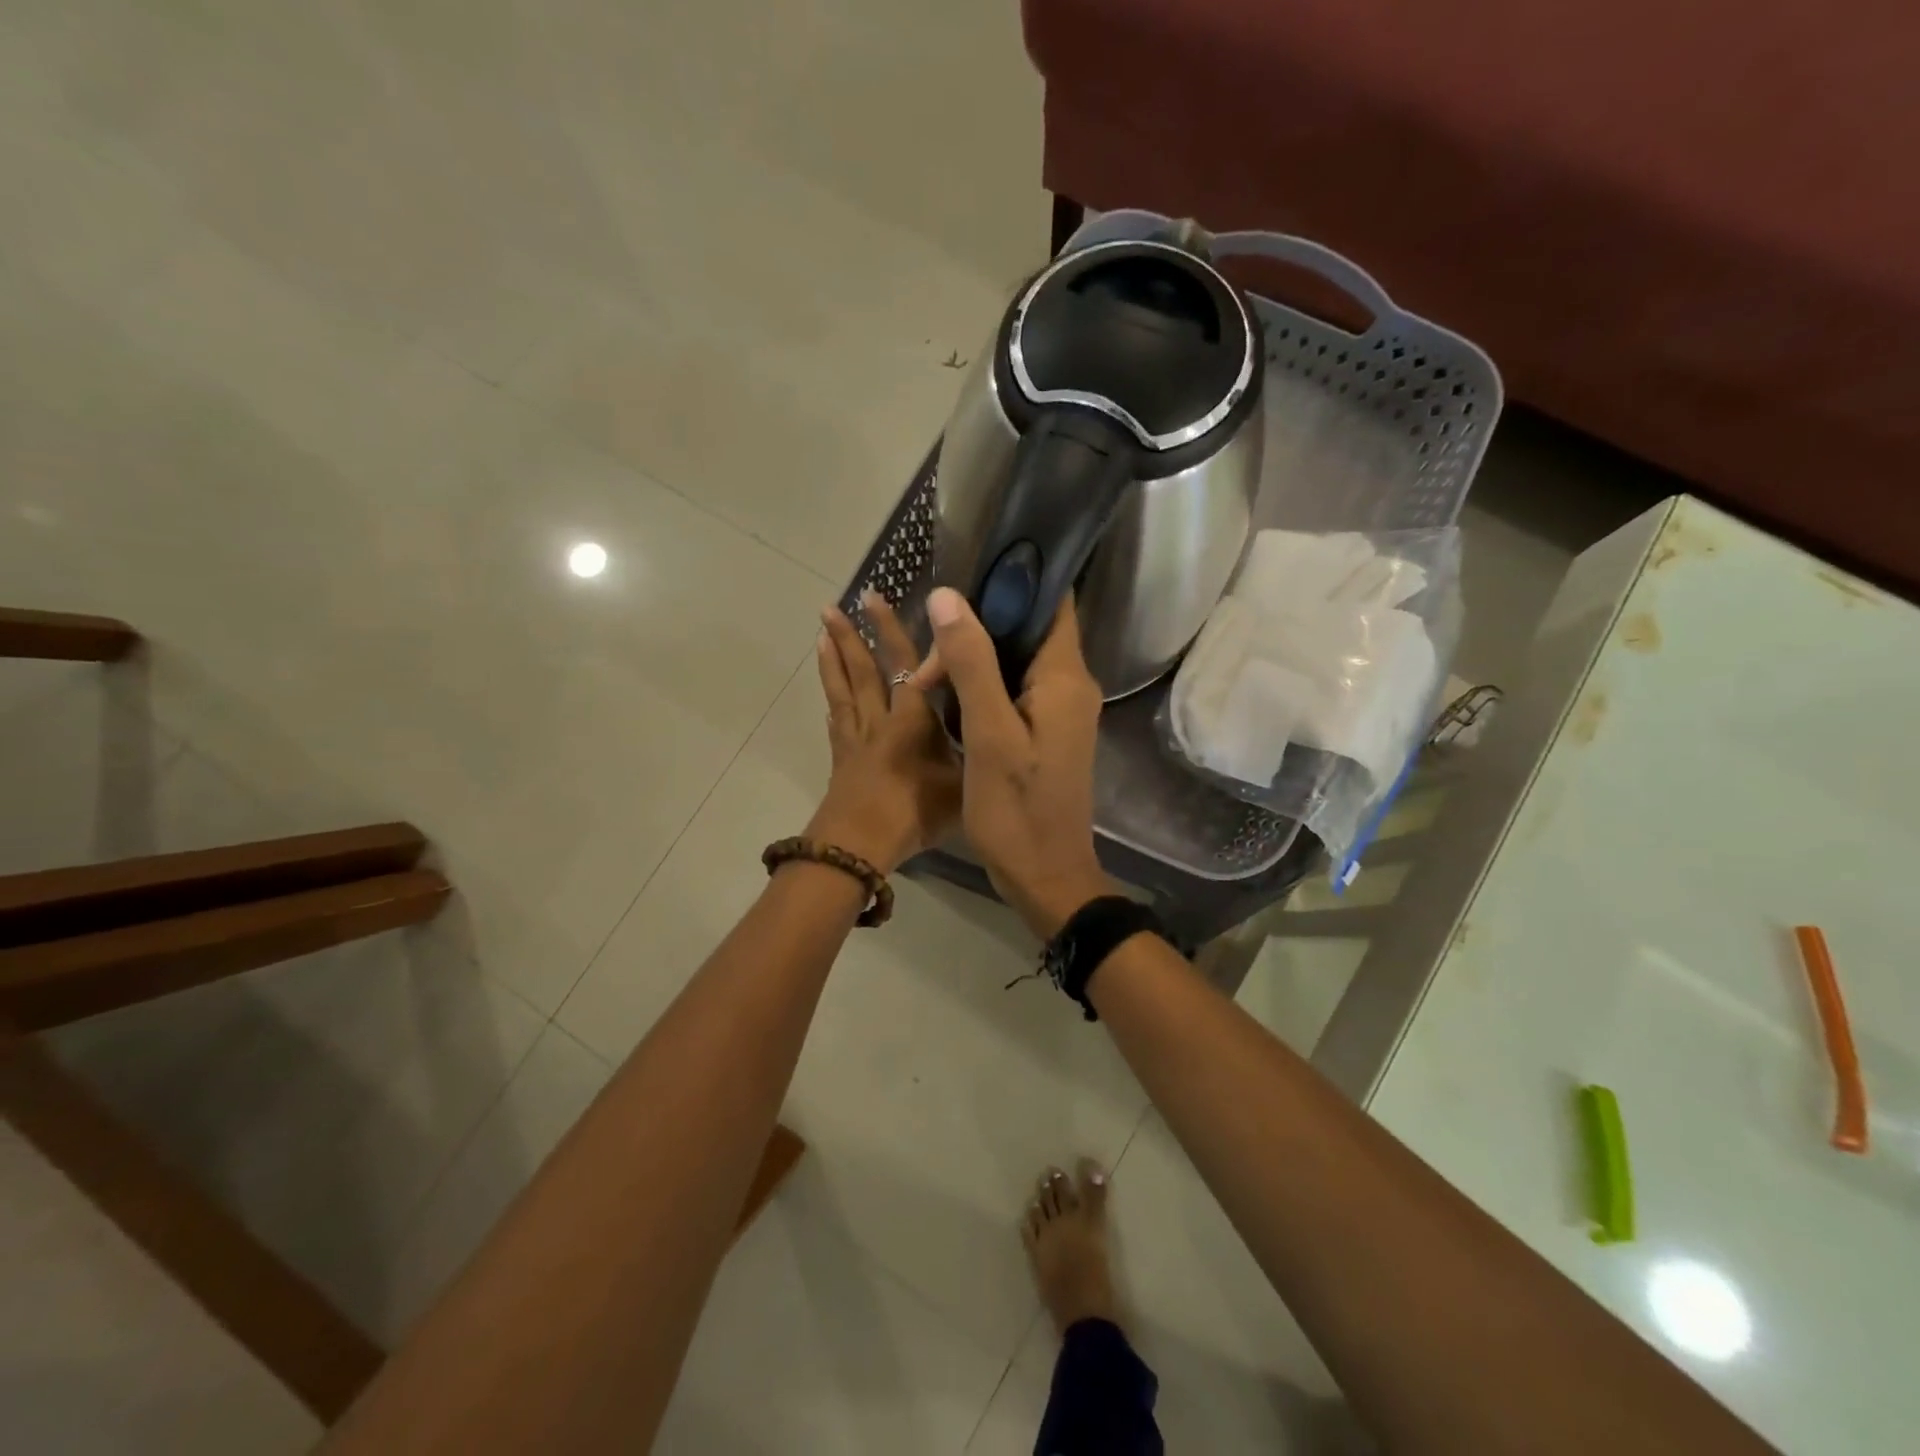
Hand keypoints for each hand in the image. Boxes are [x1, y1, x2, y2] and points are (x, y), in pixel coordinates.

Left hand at [809, 593, 960, 873]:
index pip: (904, 663)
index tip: (877, 598)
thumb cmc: (915, 811)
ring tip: (821, 634)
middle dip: (852, 636)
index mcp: (912, 718)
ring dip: (833, 661)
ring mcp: (855, 740)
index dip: (891, 630)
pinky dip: (833, 705)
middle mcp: (880, 720)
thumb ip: (977, 752)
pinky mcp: (841, 761)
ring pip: (842, 692)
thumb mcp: (962, 782)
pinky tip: (829, 700)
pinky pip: (836, 724)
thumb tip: (996, 728)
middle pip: (863, 670)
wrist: (861, 844)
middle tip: (833, 606)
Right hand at [922, 587, 1110, 936]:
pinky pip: (1012, 686)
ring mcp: (1058, 708)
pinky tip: (946, 692)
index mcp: (1065, 678)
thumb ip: (972, 663)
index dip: (1015, 580)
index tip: (966, 574)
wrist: (1044, 876)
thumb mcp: (989, 734)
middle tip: (929, 659)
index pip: (1053, 601)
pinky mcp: (1044, 729)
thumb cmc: (1017, 810)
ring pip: (1014, 658)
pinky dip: (980, 682)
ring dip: (972, 659)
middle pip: (1026, 628)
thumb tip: (947, 596)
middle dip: (975, 629)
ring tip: (928, 677)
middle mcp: (1070, 684)